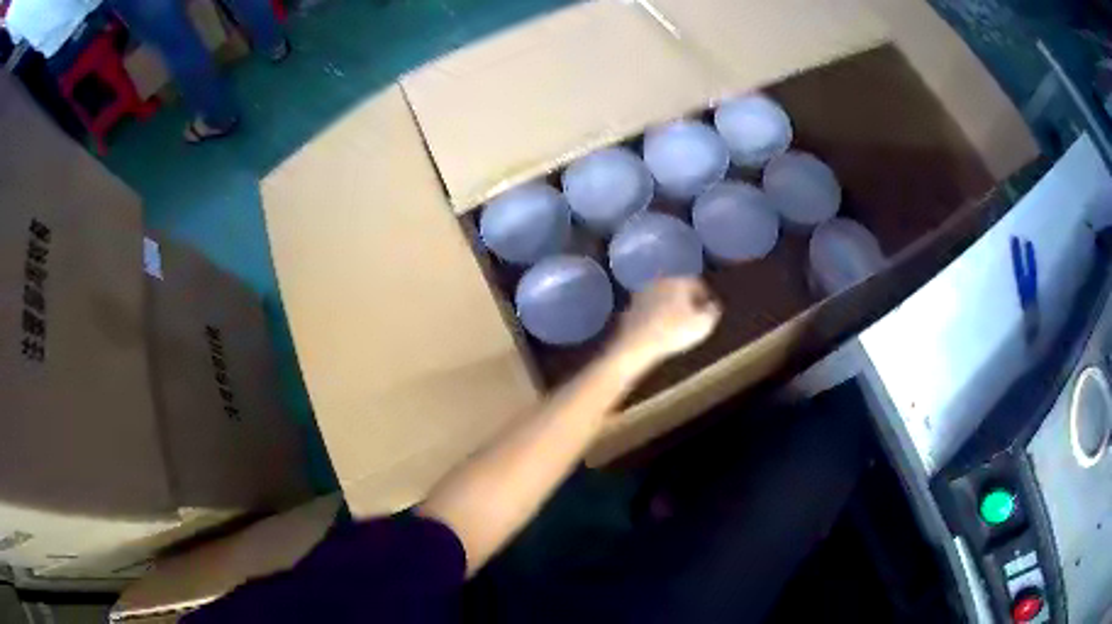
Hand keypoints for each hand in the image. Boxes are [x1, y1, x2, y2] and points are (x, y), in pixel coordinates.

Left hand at [611, 278, 721, 373]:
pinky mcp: (631, 304)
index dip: (707, 298)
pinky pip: (651, 307)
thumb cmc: (674, 332)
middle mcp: (662, 279)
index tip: (710, 311)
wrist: (637, 343)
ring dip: (671, 306)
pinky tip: (660, 328)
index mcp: (680, 279)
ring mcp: (644, 291)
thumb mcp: (704, 323)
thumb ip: (713, 310)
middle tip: (694, 316)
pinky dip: (657, 314)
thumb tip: (713, 304)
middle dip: (688, 300)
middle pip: (680, 288)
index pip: (699, 283)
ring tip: (677, 324)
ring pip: (664, 296)